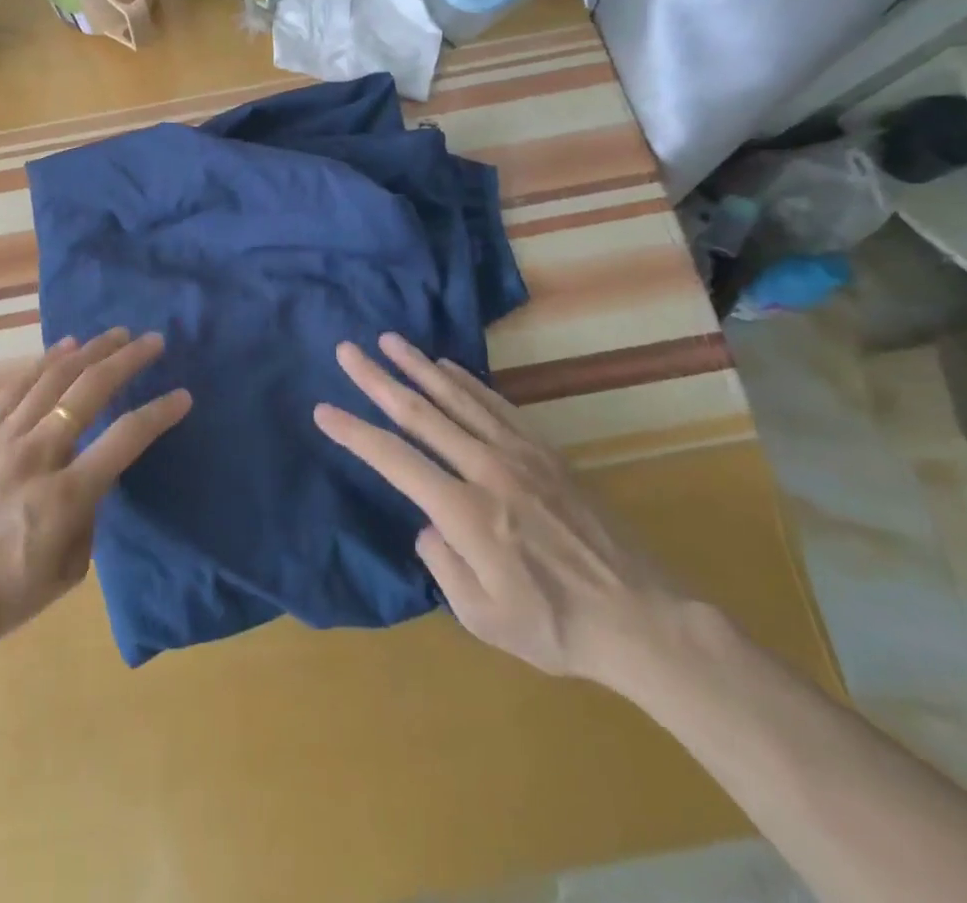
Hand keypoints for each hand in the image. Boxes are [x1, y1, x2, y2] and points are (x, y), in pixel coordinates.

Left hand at [0, 328, 189, 664]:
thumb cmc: (4, 595)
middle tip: (152, 341)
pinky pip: (16, 387)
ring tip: (116, 333)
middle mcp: (37, 455)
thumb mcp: (68, 571)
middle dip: (127, 360)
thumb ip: (90, 516)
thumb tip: (95, 477)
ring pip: (53, 379)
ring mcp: (3, 439)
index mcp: (65, 496)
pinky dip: (44, 362)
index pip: (124, 439)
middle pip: (89, 391)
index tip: (182, 395)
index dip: (158, 413)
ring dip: (90, 351)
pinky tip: (64, 347)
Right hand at [314, 333, 680, 687]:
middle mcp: (486, 469)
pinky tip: (446, 365)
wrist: (642, 619)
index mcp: (465, 511)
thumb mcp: (483, 618)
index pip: (395, 459)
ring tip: (389, 340)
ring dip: (418, 366)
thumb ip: (442, 565)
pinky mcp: (544, 451)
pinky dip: (466, 381)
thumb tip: (427, 523)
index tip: (324, 410)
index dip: (355, 433)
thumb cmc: (555, 626)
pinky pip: (496, 404)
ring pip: (457, 398)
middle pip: (420, 413)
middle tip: (347, 350)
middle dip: (377, 379)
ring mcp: (519, 454)